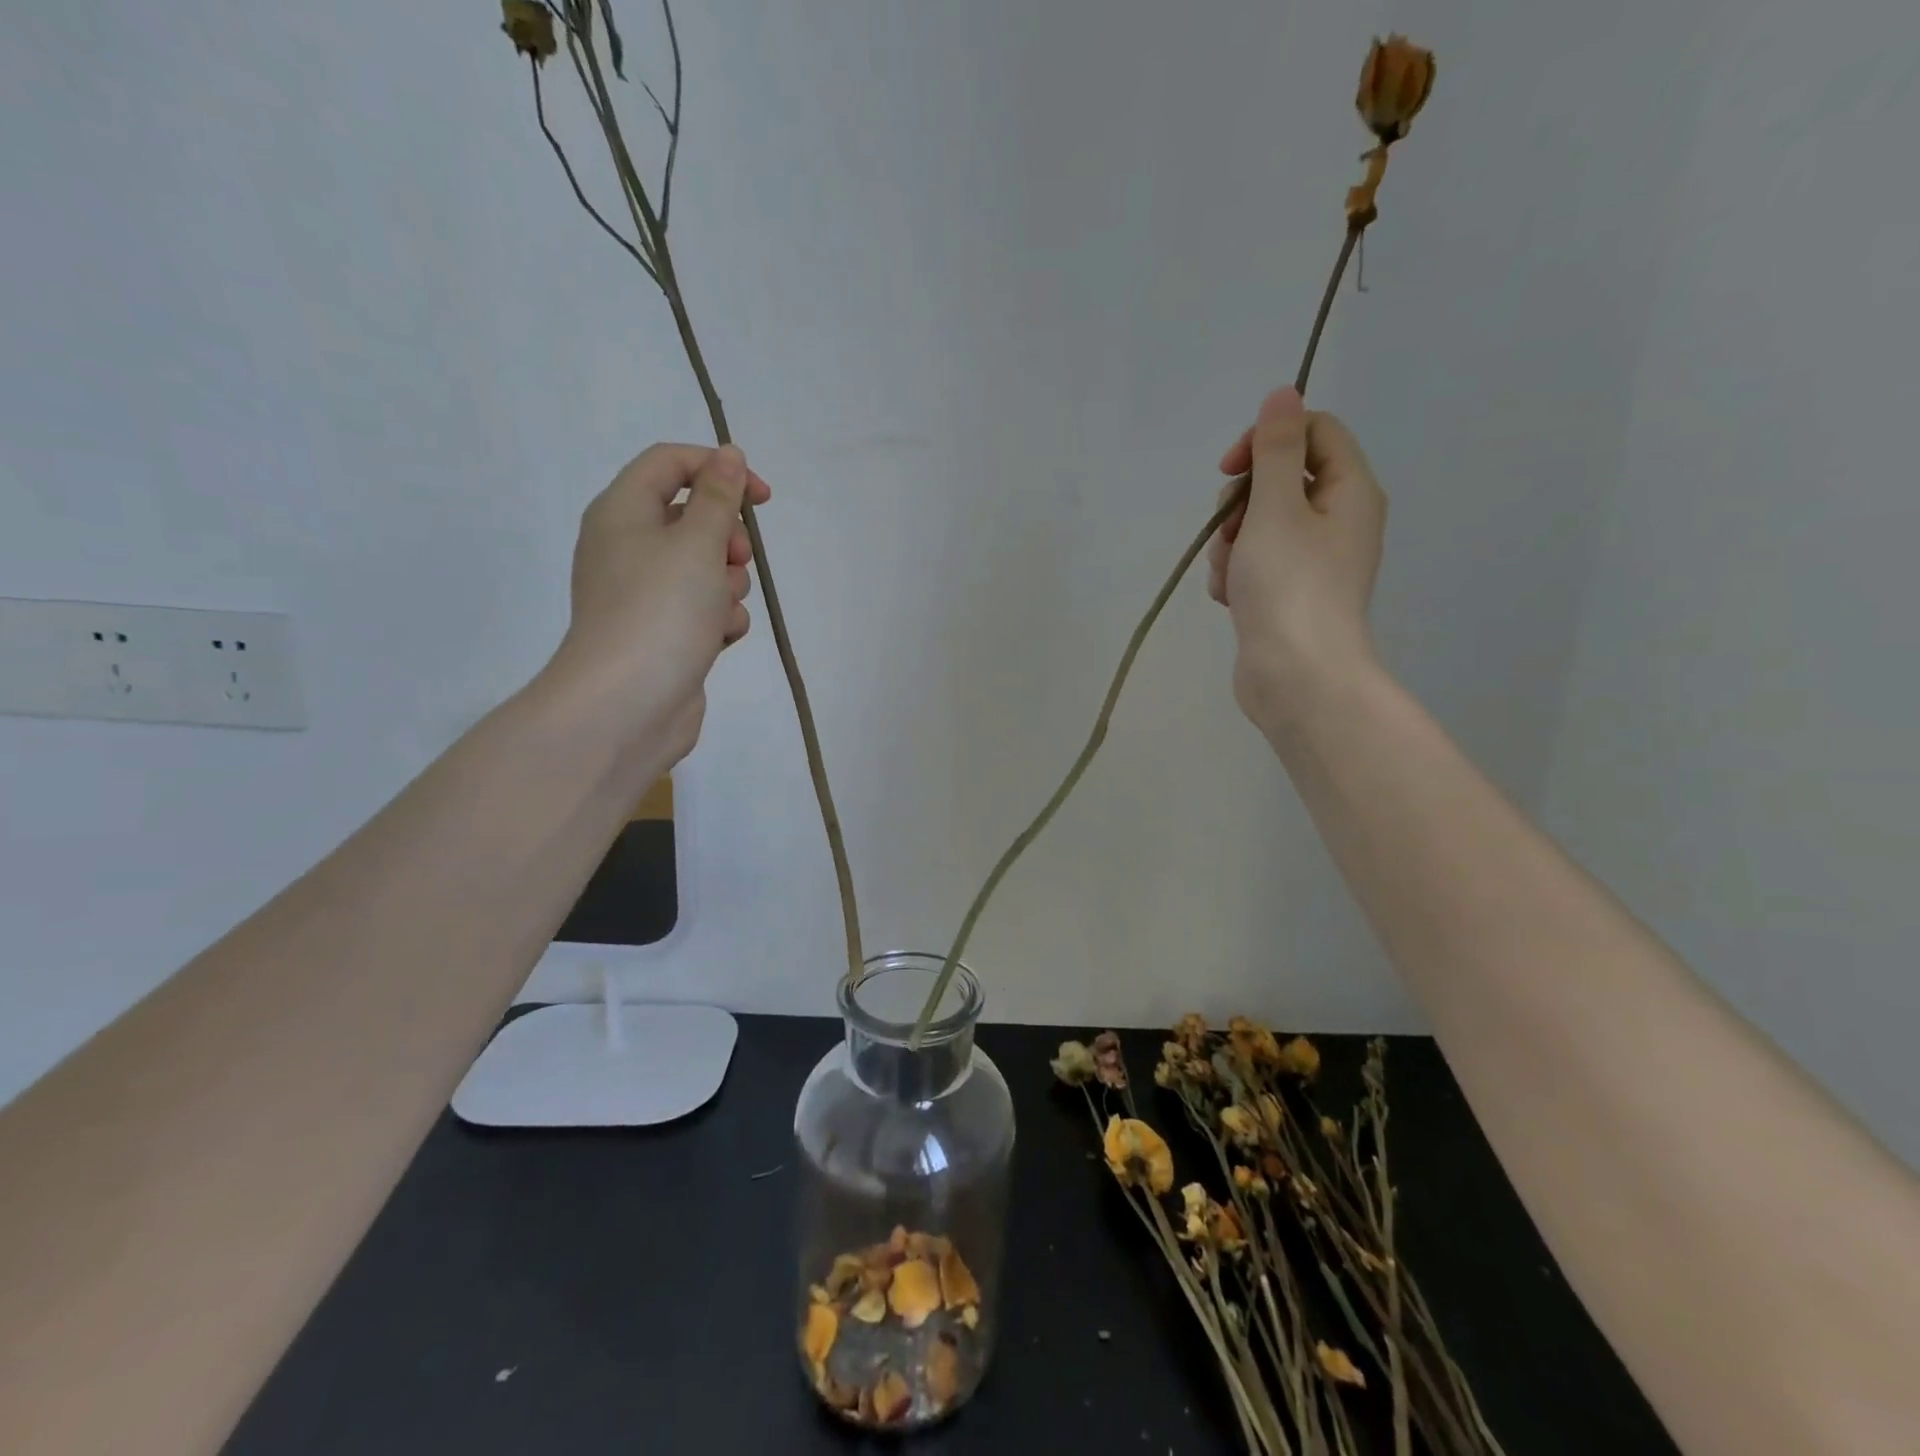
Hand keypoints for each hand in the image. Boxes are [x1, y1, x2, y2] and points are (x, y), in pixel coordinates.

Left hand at [546, 442, 770, 763]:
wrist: (627, 704)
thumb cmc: (661, 611)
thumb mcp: (697, 543)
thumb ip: (718, 495)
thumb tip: (729, 454)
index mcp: (622, 512)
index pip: (671, 463)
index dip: (719, 469)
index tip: (762, 498)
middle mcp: (628, 547)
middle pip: (692, 518)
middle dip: (727, 538)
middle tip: (736, 560)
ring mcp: (645, 594)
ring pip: (705, 568)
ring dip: (728, 584)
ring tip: (721, 610)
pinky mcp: (663, 632)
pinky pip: (703, 608)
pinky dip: (719, 618)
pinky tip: (719, 637)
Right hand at [1207, 388, 1386, 730]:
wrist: (1296, 677)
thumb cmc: (1289, 587)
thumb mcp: (1275, 508)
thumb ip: (1274, 449)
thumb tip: (1283, 391)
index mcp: (1349, 490)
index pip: (1313, 432)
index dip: (1267, 439)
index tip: (1228, 469)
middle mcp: (1336, 520)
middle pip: (1278, 481)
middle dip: (1240, 504)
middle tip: (1232, 533)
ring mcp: (1311, 561)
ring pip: (1256, 526)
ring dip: (1230, 545)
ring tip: (1231, 577)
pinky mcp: (1286, 593)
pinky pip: (1252, 563)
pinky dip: (1234, 575)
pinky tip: (1230, 598)